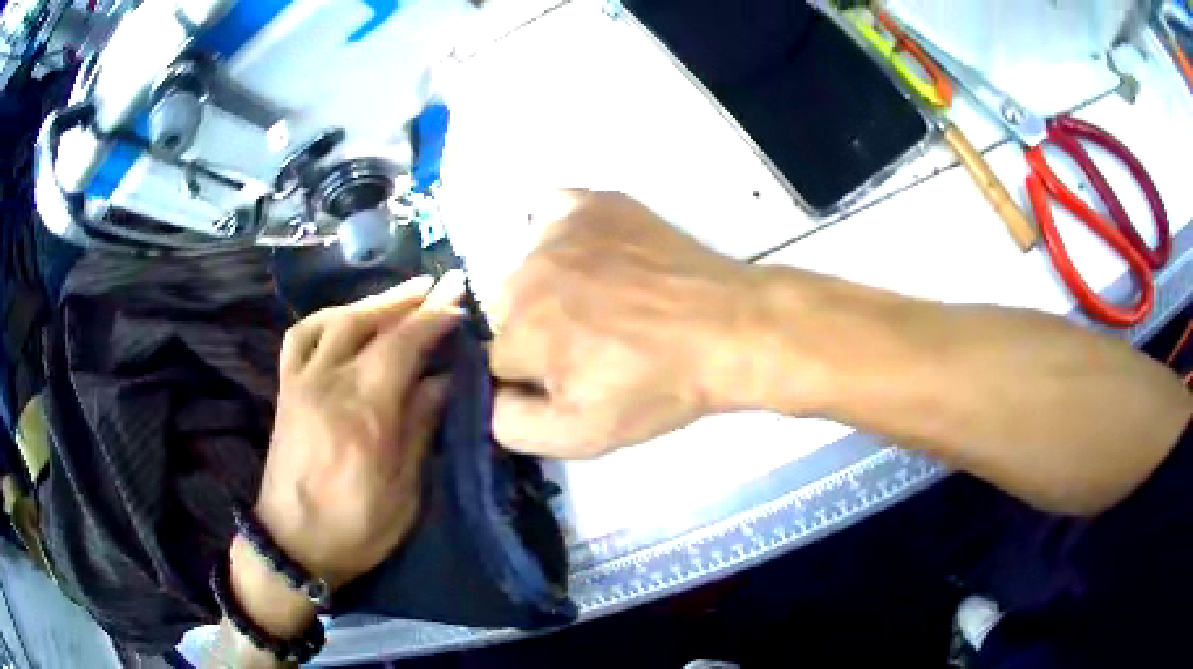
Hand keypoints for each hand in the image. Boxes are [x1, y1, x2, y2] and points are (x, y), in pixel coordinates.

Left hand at [253, 272, 464, 588]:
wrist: (293, 544)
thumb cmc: (356, 528)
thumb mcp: (404, 491)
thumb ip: (420, 428)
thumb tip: (442, 380)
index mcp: (363, 412)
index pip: (401, 346)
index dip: (433, 318)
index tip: (460, 300)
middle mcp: (328, 384)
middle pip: (369, 323)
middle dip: (409, 299)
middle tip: (441, 285)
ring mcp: (301, 382)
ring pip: (335, 320)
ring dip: (373, 302)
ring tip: (403, 297)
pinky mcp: (286, 388)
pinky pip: (301, 336)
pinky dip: (328, 318)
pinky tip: (347, 319)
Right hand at [490, 191, 764, 458]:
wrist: (728, 329)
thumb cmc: (659, 385)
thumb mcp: (582, 435)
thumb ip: (509, 425)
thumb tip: (488, 395)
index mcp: (519, 331)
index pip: (495, 360)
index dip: (530, 377)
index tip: (570, 378)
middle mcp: (525, 272)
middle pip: (507, 312)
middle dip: (536, 333)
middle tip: (592, 345)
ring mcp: (558, 230)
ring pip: (526, 267)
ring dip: (548, 288)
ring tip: (603, 303)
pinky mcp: (590, 203)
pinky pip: (548, 213)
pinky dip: (556, 235)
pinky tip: (587, 254)